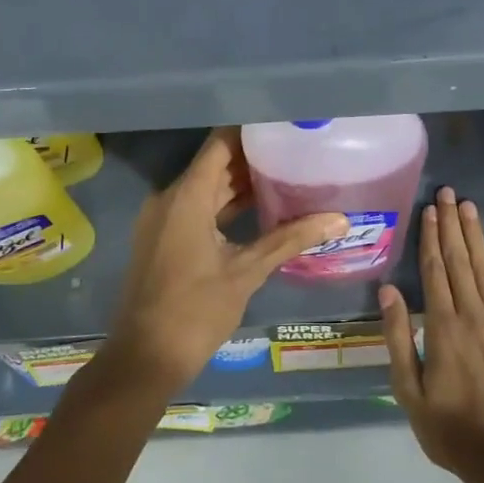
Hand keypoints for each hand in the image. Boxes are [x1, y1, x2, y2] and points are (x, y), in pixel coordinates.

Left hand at [102, 128, 346, 397]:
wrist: (145, 358)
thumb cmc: (195, 311)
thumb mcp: (246, 272)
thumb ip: (289, 240)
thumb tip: (339, 220)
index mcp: (187, 197)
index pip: (220, 144)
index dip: (250, 131)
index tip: (282, 124)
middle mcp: (170, 198)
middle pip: (215, 164)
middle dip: (252, 157)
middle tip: (295, 150)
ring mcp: (163, 218)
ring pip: (207, 187)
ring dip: (240, 183)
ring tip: (286, 174)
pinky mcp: (164, 237)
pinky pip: (198, 207)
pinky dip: (225, 205)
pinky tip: (260, 209)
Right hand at [379, 187, 483, 482]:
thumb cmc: (450, 429)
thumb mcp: (409, 391)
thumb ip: (398, 338)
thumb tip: (388, 291)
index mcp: (442, 326)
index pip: (435, 270)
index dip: (430, 237)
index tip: (429, 209)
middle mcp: (473, 314)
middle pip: (460, 260)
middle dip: (452, 224)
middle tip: (449, 193)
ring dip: (475, 235)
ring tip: (468, 206)